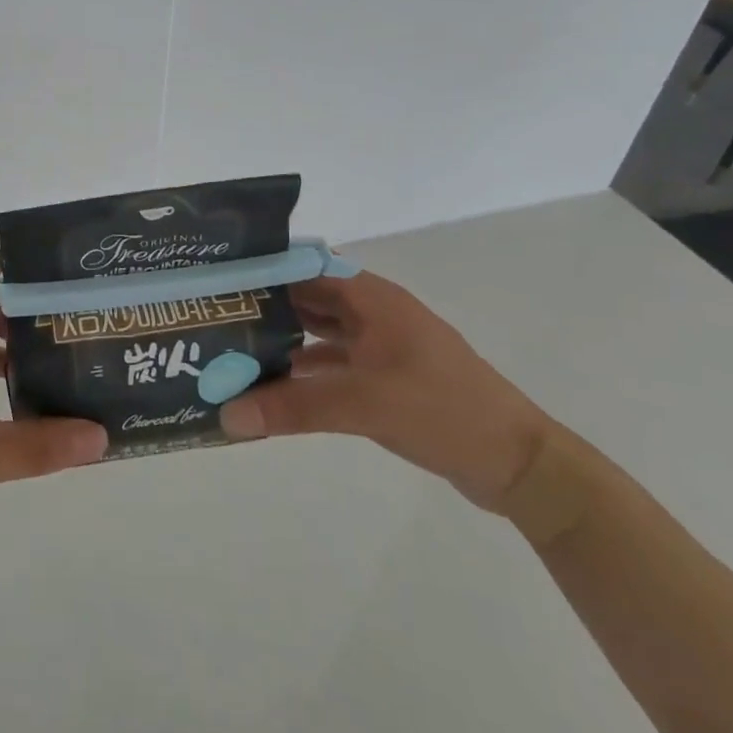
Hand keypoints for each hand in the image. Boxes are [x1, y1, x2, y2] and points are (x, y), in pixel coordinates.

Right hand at [219, 271, 551, 511]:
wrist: (518, 464)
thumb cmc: (442, 410)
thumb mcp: (362, 404)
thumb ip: (292, 407)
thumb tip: (225, 416)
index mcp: (372, 299)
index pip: (305, 267)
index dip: (263, 269)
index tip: (217, 280)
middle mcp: (374, 314)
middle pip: (308, 299)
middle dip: (264, 307)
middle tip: (214, 318)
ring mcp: (382, 347)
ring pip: (319, 332)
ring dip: (282, 340)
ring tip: (232, 350)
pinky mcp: (386, 379)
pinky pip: (333, 364)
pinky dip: (304, 371)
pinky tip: (272, 387)